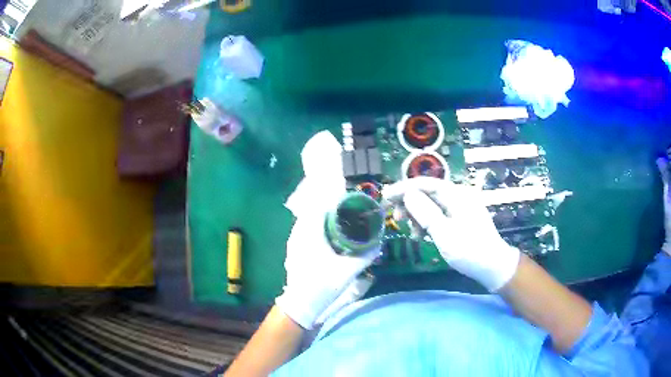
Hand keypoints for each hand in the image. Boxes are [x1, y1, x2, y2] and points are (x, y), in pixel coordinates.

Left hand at [275, 208, 379, 329]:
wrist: (301, 303)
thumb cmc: (323, 285)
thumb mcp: (349, 271)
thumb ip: (365, 256)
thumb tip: (378, 243)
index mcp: (311, 233)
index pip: (320, 206)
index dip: (334, 200)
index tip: (348, 201)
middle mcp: (299, 233)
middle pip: (313, 210)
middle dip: (328, 207)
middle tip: (346, 210)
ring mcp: (293, 241)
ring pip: (306, 219)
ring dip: (320, 217)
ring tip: (337, 220)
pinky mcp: (292, 249)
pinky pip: (303, 229)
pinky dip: (314, 226)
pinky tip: (325, 235)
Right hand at [382, 177, 519, 291]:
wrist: (493, 266)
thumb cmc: (470, 251)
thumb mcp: (445, 234)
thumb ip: (426, 213)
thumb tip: (408, 194)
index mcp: (457, 195)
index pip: (426, 184)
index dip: (404, 188)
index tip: (386, 197)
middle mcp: (459, 196)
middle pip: (428, 192)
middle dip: (410, 204)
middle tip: (396, 220)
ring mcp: (461, 207)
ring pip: (432, 204)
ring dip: (418, 215)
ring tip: (412, 234)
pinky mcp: (461, 217)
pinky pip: (439, 214)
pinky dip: (428, 223)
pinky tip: (423, 236)